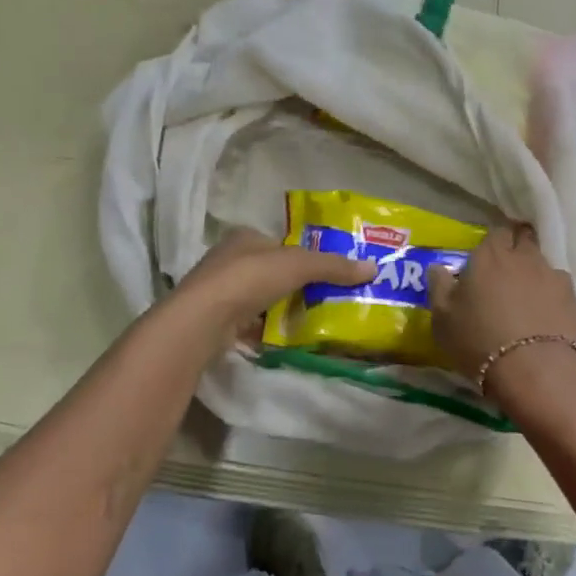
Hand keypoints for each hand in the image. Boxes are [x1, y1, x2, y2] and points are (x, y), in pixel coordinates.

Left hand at [170, 228, 373, 354]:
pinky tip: (281, 338)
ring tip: (308, 320)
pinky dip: (264, 329)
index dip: (302, 255)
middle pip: (268, 270)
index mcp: (244, 237)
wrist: (203, 320)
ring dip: (278, 307)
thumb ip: (333, 266)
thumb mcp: (298, 266)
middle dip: (291, 284)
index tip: (325, 273)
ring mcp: (218, 291)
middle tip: (323, 298)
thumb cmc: (249, 279)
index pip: (279, 243)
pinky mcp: (214, 320)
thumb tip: (373, 267)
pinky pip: (247, 322)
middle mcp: (227, 259)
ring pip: (257, 297)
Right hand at [427, 224, 575, 390]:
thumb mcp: (442, 317)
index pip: (496, 232)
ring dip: (534, 274)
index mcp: (490, 256)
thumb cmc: (478, 340)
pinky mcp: (574, 300)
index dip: (493, 242)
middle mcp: (524, 258)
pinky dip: (552, 297)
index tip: (487, 256)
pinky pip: (560, 289)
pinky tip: (545, 316)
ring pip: (543, 265)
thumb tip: (437, 268)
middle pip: (524, 240)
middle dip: (517, 248)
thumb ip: (439, 286)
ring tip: (526, 299)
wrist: (533, 370)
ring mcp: (553, 276)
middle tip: (506, 271)